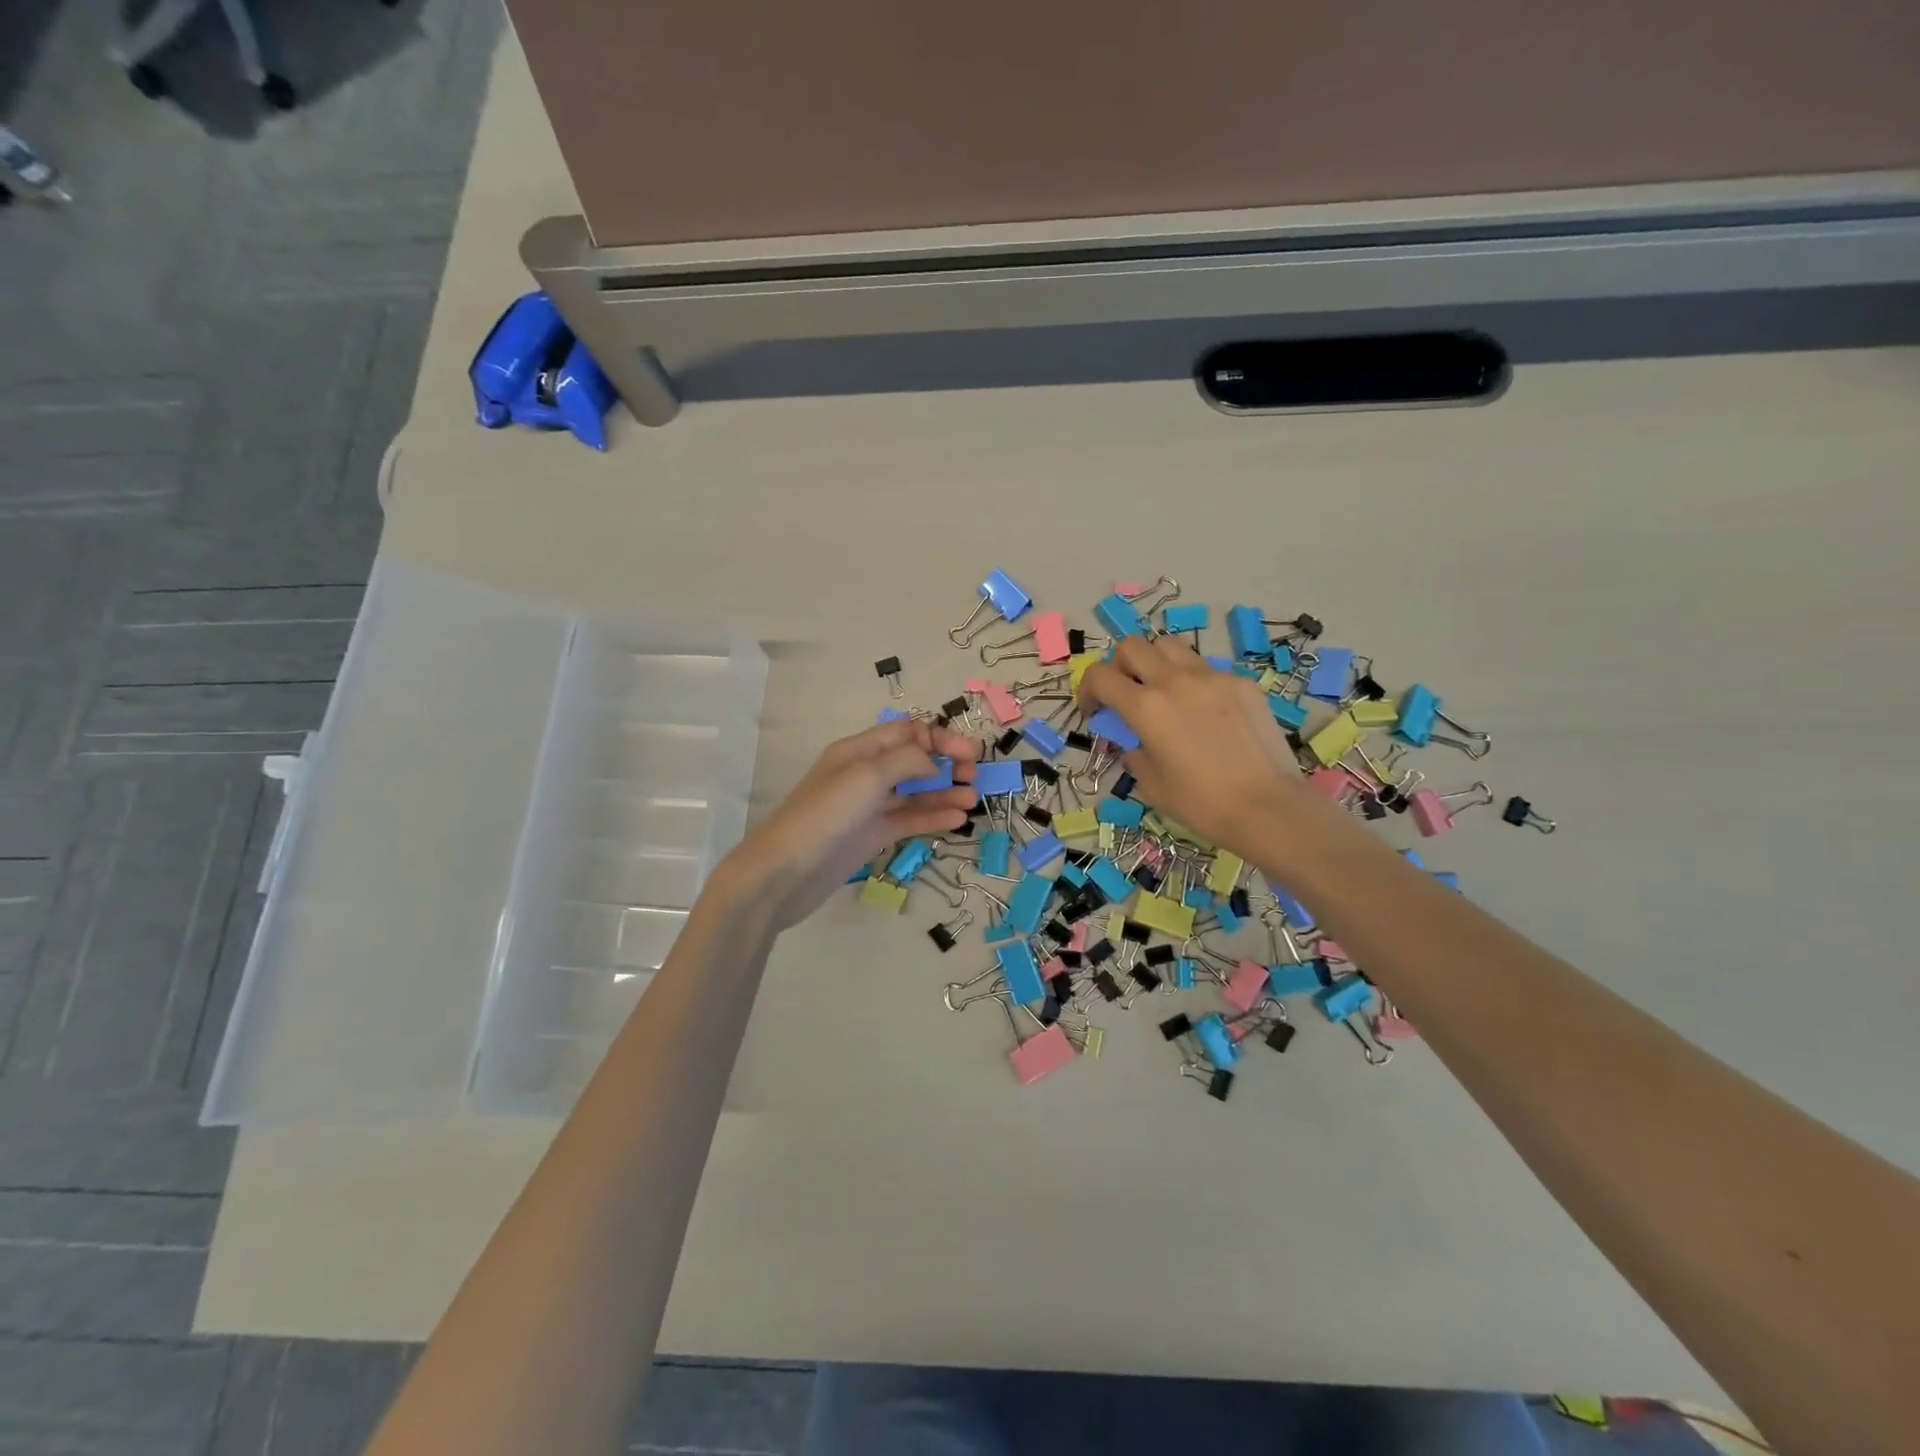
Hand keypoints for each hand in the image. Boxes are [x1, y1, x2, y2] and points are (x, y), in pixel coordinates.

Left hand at [714, 718, 978, 933]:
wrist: (784, 873)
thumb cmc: (825, 815)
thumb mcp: (868, 776)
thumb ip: (907, 761)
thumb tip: (933, 762)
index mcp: (859, 750)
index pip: (907, 732)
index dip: (939, 738)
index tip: (969, 754)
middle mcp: (865, 773)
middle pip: (913, 760)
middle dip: (945, 763)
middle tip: (974, 776)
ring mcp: (868, 806)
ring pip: (914, 792)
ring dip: (944, 792)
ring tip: (973, 801)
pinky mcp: (871, 835)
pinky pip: (908, 820)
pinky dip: (932, 816)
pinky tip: (957, 819)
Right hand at [1079, 636, 1307, 854]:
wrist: (1267, 806)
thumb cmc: (1201, 803)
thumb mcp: (1152, 785)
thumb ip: (1135, 754)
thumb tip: (1137, 744)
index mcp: (1146, 707)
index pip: (1100, 676)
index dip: (1088, 689)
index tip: (1094, 710)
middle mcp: (1175, 681)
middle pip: (1132, 646)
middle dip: (1119, 665)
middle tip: (1125, 692)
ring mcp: (1212, 677)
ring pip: (1171, 647)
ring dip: (1156, 663)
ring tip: (1163, 692)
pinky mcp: (1241, 683)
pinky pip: (1207, 669)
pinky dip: (1194, 682)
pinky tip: (1206, 713)